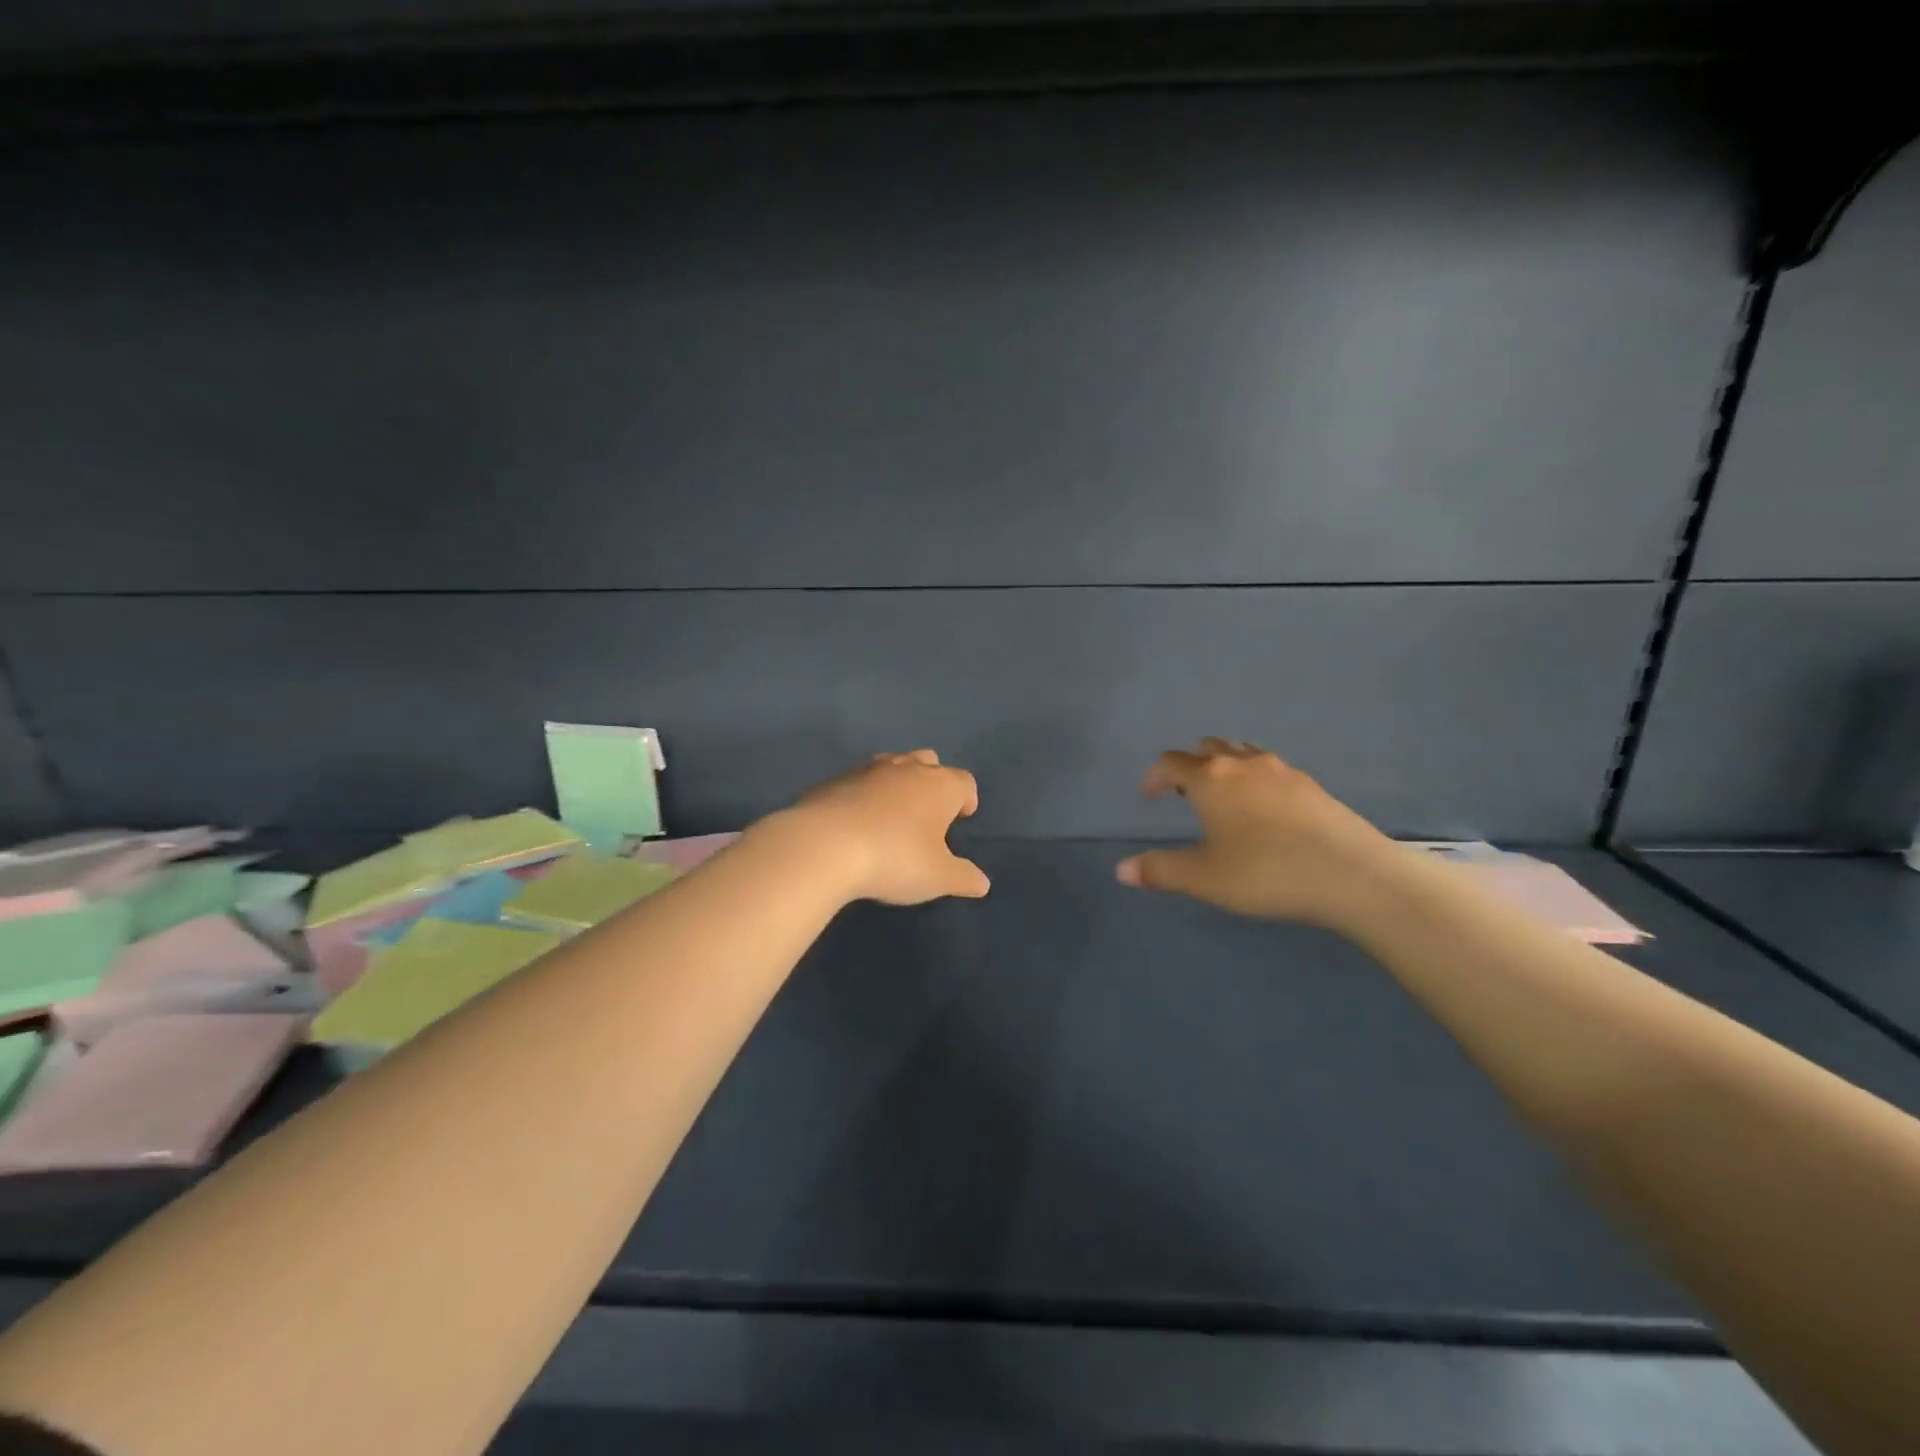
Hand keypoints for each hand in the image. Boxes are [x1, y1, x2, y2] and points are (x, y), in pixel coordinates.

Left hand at [776, 750, 990, 904]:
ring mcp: (867, 770)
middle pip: (929, 762)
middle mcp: (907, 768)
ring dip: (898, 784)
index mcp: (940, 785)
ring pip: (893, 765)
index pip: (965, 781)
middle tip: (928, 813)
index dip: (967, 798)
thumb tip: (982, 883)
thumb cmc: (895, 858)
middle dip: (933, 782)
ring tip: (892, 814)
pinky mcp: (834, 780)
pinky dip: (864, 794)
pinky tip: (857, 822)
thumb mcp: (937, 877)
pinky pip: (859, 781)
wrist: (825, 845)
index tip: (962, 818)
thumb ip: (963, 877)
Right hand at [1116, 739, 1397, 928]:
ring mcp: (1282, 771)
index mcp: (1210, 779)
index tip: (1148, 797)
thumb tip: (1122, 870)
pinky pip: (1270, 770)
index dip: (1154, 777)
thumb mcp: (1204, 878)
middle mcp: (1243, 764)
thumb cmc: (1266, 872)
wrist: (1352, 874)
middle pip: (1207, 748)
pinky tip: (1265, 812)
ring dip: (1225, 768)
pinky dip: (1255, 780)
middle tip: (1185, 794)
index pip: (1171, 763)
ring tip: (1225, 799)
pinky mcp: (1312, 785)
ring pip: (1242, 754)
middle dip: (1190, 765)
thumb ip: (1160, 871)